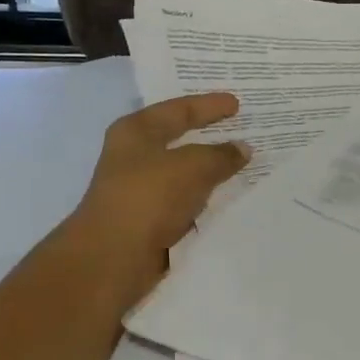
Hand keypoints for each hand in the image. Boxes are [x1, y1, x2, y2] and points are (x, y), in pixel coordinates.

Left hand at [56, 92, 249, 313]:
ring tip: (244, 165)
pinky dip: (205, 199)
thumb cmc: (149, 196)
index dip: (209, 105)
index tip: (237, 103)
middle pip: (179, 139)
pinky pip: (186, 201)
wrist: (114, 256)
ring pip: (184, 173)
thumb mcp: (193, 166)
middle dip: (210, 136)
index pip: (179, 109)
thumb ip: (221, 155)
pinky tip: (229, 198)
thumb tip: (242, 148)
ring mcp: (140, 189)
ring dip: (210, 171)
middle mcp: (134, 156)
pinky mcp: (149, 219)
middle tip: (242, 129)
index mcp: (136, 131)